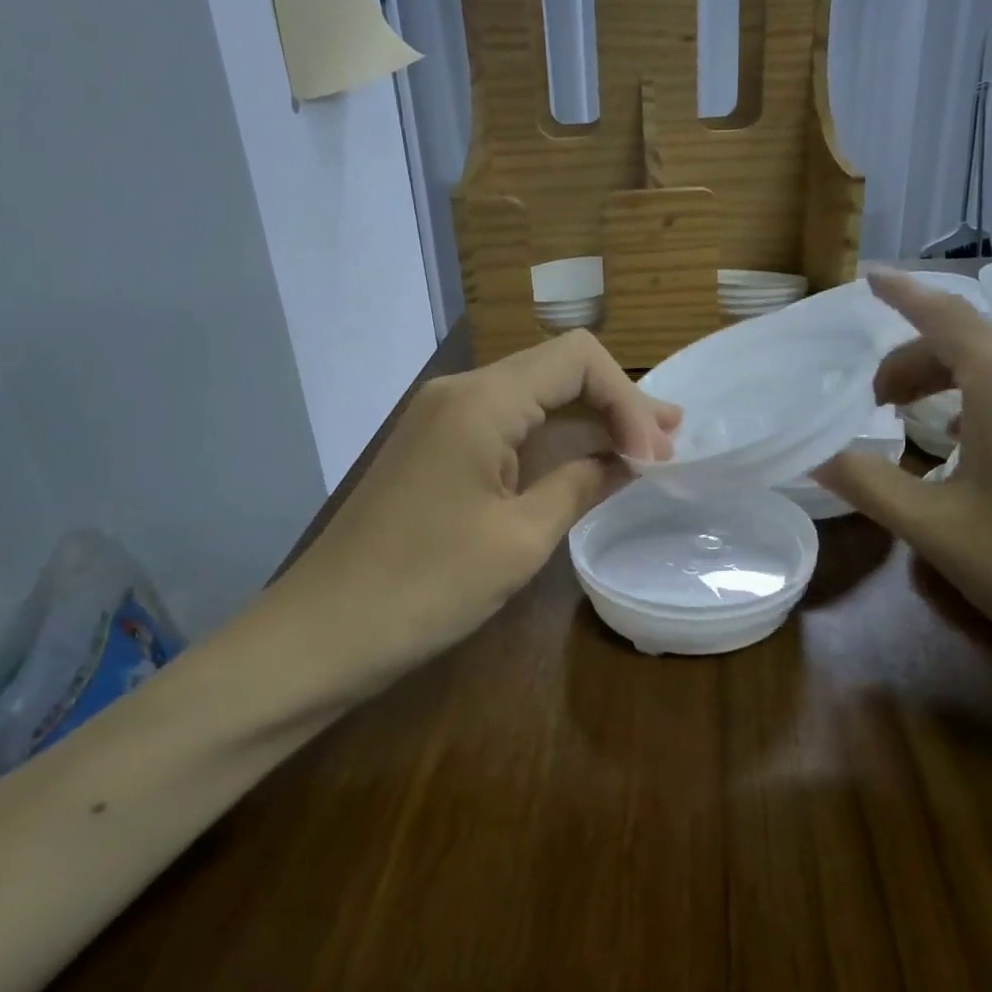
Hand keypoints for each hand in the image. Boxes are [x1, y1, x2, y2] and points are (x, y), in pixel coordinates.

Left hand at [277, 330, 680, 682]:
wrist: (322, 631)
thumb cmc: (425, 586)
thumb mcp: (520, 539)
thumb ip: (581, 485)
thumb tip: (627, 461)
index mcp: (481, 401)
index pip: (577, 359)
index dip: (628, 399)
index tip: (655, 457)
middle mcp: (460, 393)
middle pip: (555, 371)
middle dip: (615, 403)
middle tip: (668, 441)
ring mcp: (442, 419)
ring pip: (532, 400)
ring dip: (587, 422)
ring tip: (643, 448)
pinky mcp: (436, 450)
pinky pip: (506, 428)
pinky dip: (551, 442)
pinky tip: (585, 463)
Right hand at [816, 273, 991, 712]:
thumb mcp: (936, 529)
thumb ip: (868, 484)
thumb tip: (817, 458)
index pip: (943, 316)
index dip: (902, 294)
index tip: (868, 277)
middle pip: (970, 343)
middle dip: (914, 361)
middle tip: (873, 403)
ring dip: (952, 383)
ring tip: (917, 426)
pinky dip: (989, 405)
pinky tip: (976, 452)